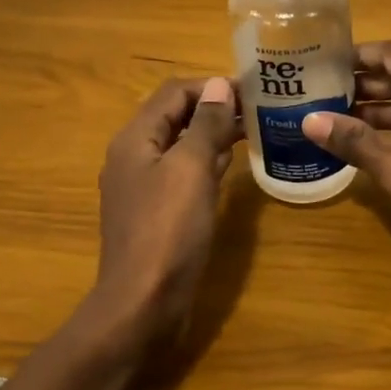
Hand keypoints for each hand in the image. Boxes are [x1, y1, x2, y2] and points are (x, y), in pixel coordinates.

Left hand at [88, 76, 242, 356]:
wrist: (142, 305)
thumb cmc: (168, 231)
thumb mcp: (191, 169)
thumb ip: (205, 124)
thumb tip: (219, 84)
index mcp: (135, 138)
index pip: (173, 92)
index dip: (211, 86)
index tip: (251, 90)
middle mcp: (133, 156)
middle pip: (174, 116)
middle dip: (213, 108)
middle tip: (257, 110)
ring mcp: (142, 187)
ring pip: (179, 146)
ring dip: (211, 134)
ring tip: (251, 131)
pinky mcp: (155, 213)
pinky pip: (181, 174)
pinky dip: (205, 163)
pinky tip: (230, 166)